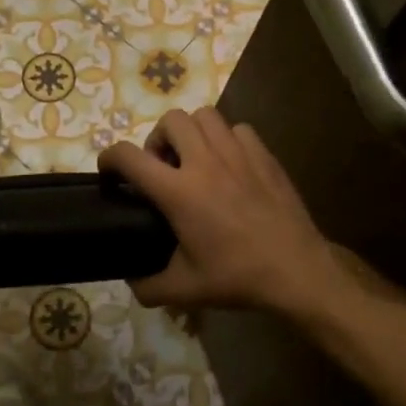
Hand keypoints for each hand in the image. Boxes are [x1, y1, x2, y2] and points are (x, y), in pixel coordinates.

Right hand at [98, 108, 342, 316]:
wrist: (296, 270)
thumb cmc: (237, 277)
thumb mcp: (185, 290)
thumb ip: (148, 286)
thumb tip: (131, 281)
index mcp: (178, 191)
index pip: (130, 156)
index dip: (110, 157)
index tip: (109, 170)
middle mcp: (205, 162)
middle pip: (171, 120)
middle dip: (158, 138)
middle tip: (162, 166)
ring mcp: (238, 153)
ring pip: (205, 116)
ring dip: (192, 132)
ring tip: (195, 159)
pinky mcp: (264, 155)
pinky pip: (238, 129)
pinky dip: (227, 139)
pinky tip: (230, 164)